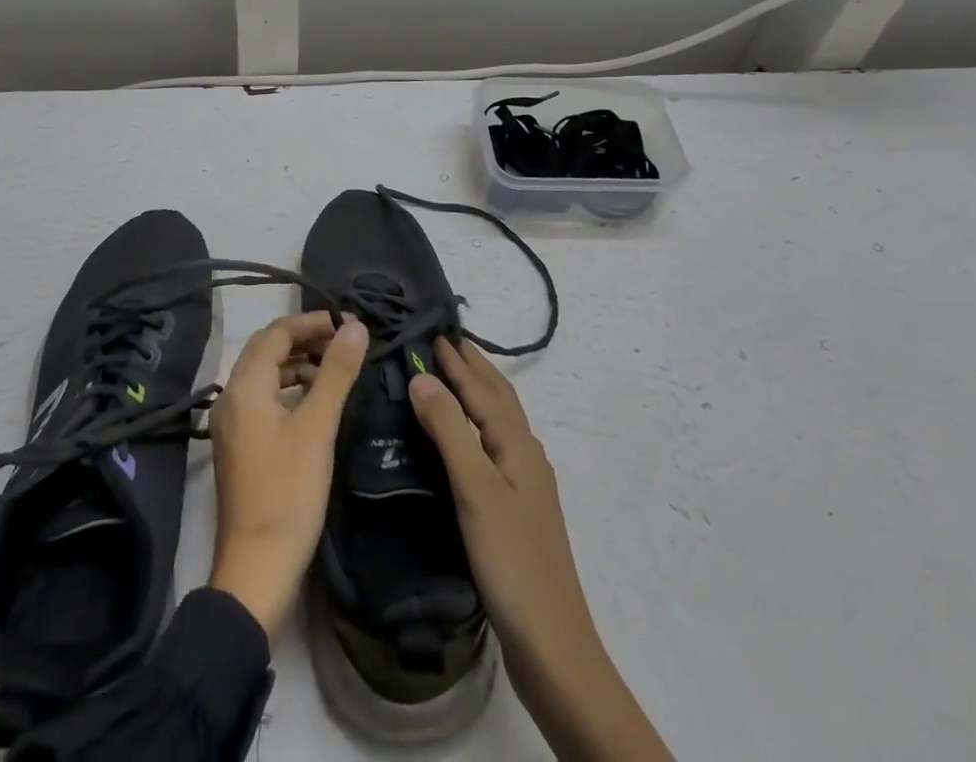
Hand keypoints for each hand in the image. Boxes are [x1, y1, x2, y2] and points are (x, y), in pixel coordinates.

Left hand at [207, 311, 367, 638]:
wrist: (257, 570)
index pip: (276, 333)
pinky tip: (315, 404)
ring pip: (265, 376)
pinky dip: (289, 390)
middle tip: (344, 342)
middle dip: (305, 340)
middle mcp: (230, 398)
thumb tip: (355, 327)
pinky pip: (263, 400)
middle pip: (266, 351)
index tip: (347, 324)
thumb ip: (336, 373)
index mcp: (244, 387)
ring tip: (335, 370)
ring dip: (297, 365)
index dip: (311, 322)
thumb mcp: (317, 428)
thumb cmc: (288, 493)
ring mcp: (231, 424)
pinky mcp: (239, 446)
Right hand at [411, 340, 672, 761]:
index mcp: (517, 444)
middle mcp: (525, 454)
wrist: (552, 645)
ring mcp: (525, 483)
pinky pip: (493, 445)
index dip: (457, 360)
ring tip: (452, 375)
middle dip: (473, 366)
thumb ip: (449, 429)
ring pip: (498, 421)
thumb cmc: (512, 560)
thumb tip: (422, 375)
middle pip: (499, 398)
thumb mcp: (475, 489)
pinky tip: (466, 438)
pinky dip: (476, 424)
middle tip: (445, 340)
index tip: (432, 330)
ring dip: (477, 392)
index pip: (482, 388)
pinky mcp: (517, 509)